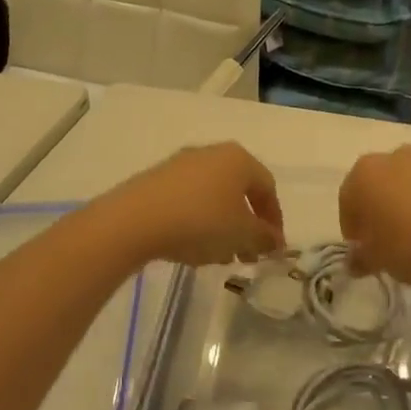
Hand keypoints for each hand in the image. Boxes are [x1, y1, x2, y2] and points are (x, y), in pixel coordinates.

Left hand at [91, 143, 285, 270]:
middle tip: (247, 255)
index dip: (274, 220)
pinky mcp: (158, 179)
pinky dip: (198, 220)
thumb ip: (263, 237)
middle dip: (247, 225)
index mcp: (239, 159)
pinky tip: (192, 245)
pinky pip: (189, 199)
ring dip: (223, 225)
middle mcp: (212, 153)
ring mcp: (182, 164)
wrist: (135, 219)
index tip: (273, 248)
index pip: (267, 187)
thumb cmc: (201, 221)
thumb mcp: (241, 234)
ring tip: (219, 256)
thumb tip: (275, 241)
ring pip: (214, 195)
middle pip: (239, 190)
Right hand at [339, 136, 410, 287]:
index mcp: (365, 174)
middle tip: (390, 239)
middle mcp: (394, 156)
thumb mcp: (381, 261)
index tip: (363, 250)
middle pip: (378, 181)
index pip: (347, 199)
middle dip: (379, 206)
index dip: (352, 226)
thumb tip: (355, 259)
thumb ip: (363, 258)